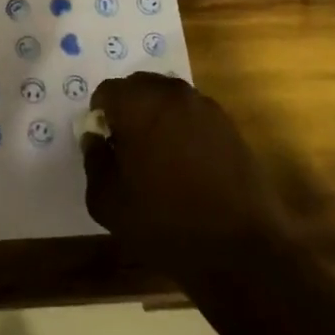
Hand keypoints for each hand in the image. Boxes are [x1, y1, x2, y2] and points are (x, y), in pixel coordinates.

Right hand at [82, 72, 287, 278]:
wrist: (239, 247)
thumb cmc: (164, 222)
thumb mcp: (108, 201)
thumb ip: (94, 161)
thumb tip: (95, 139)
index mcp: (138, 105)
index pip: (107, 91)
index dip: (100, 116)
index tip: (105, 145)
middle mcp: (172, 94)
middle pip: (139, 86)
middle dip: (128, 109)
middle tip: (128, 147)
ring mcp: (206, 107)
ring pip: (169, 98)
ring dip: (157, 116)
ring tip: (158, 156)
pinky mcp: (229, 125)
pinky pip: (194, 114)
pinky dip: (183, 128)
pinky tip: (187, 164)